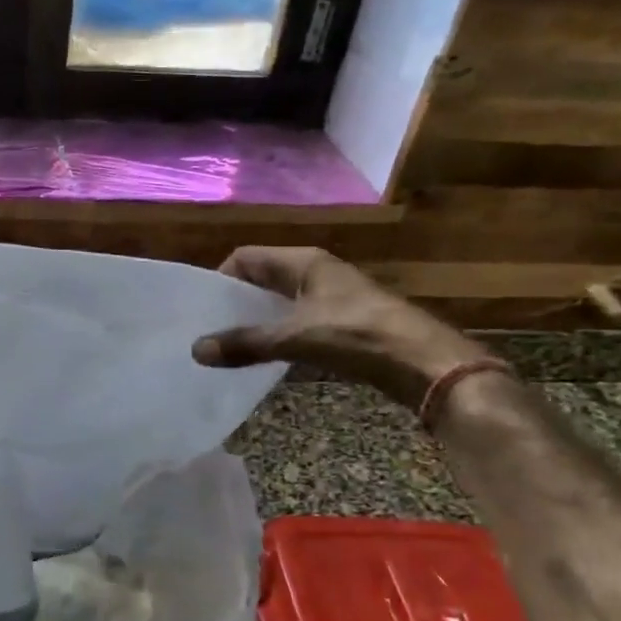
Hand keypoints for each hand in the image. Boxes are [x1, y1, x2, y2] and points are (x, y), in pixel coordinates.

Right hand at [192, 247, 484, 407]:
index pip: (245, 258)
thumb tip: (195, 350)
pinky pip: (297, 322)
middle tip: (209, 330)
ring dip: (256, 322)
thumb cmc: (357, 335)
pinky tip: (268, 359)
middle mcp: (315, 272)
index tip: (202, 309)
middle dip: (234, 303)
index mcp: (303, 261)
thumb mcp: (295, 337)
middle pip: (261, 279)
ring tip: (231, 347)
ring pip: (280, 303)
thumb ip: (245, 343)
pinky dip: (279, 336)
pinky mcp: (343, 322)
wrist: (424, 363)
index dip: (220, 279)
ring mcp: (331, 297)